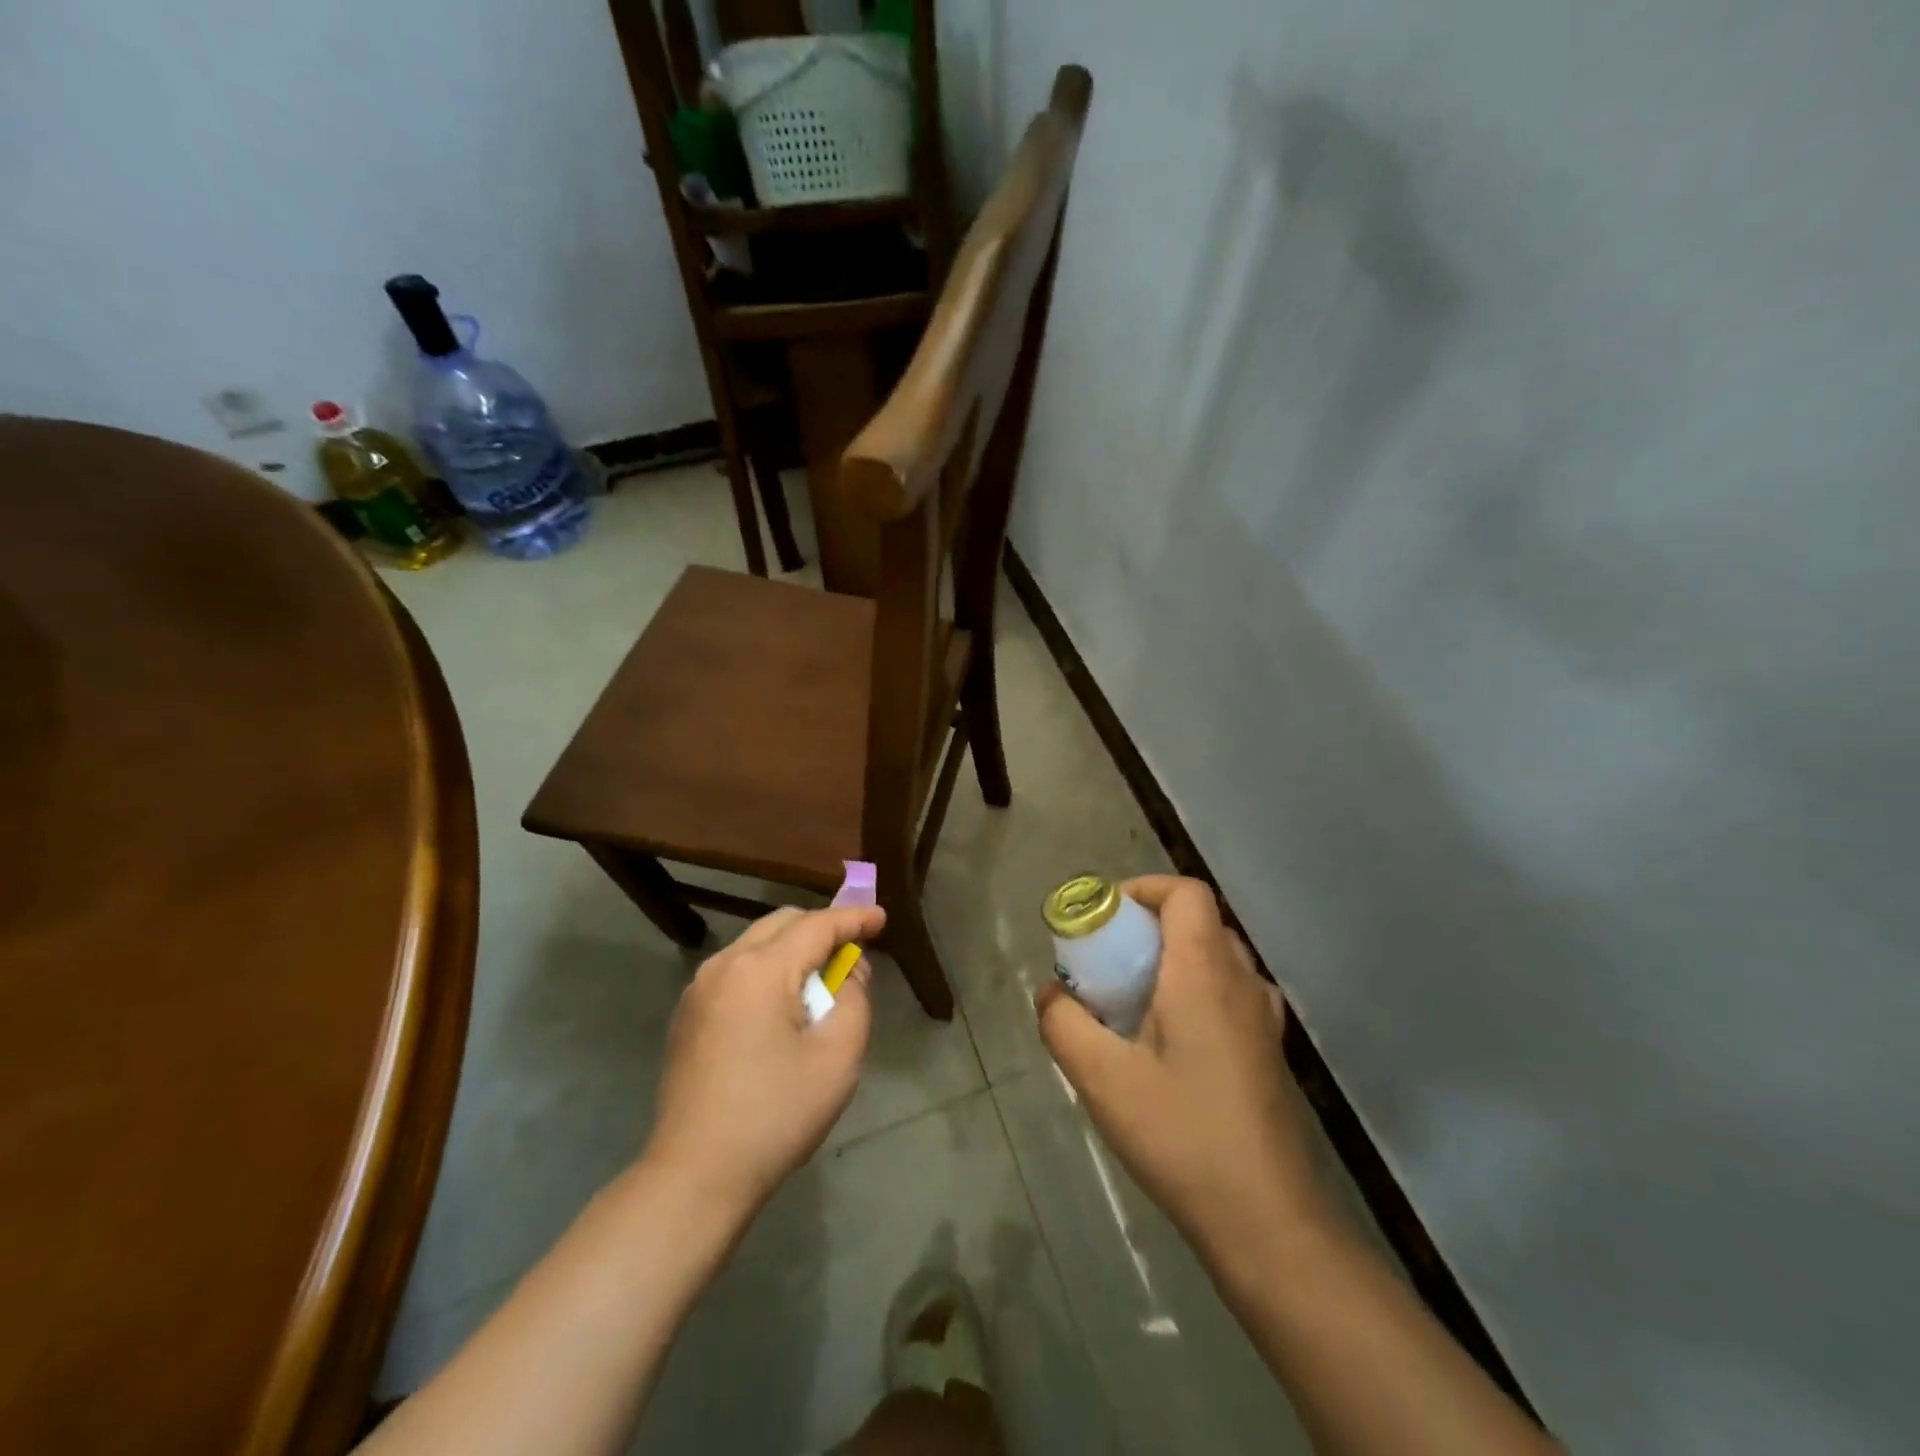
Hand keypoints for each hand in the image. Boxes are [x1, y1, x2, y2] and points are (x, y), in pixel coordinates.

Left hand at [644, 903, 885, 1217]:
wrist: (695, 1175)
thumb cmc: (776, 1114)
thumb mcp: (837, 1057)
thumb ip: (854, 999)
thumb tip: (848, 971)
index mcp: (761, 969)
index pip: (817, 926)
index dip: (853, 918)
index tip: (881, 917)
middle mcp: (724, 965)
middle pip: (782, 924)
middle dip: (821, 929)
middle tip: (853, 952)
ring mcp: (699, 989)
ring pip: (755, 944)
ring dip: (792, 950)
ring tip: (820, 982)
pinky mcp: (687, 1015)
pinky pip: (736, 970)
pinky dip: (766, 970)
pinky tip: (781, 1007)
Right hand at [1036, 875, 1325, 1265]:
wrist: (1268, 1221)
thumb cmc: (1181, 1135)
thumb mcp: (1101, 1078)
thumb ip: (1063, 1023)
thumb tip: (1050, 994)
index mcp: (1206, 972)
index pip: (1186, 893)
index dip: (1144, 889)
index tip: (1105, 918)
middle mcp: (1243, 982)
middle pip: (1198, 922)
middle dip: (1148, 927)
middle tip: (1108, 961)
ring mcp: (1264, 1019)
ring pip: (1215, 959)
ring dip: (1172, 960)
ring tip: (1131, 1001)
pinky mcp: (1269, 1052)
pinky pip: (1228, 994)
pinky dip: (1193, 992)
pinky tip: (1165, 1043)